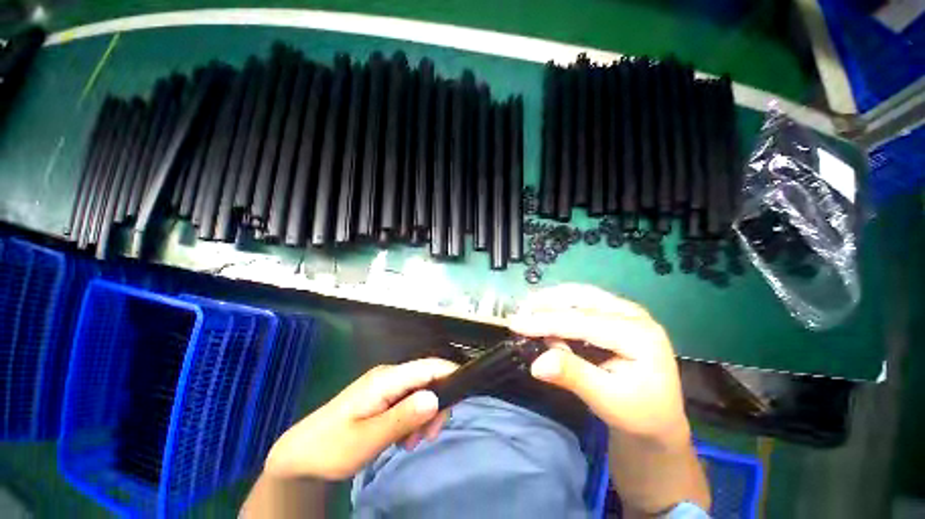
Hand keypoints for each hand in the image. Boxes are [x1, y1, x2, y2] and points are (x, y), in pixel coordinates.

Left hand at [263, 358, 456, 479]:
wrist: (301, 455)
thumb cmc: (331, 447)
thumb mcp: (367, 439)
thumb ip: (402, 417)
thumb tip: (435, 398)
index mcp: (386, 379)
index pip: (427, 366)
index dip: (449, 373)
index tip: (464, 395)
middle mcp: (389, 376)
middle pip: (427, 378)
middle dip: (436, 404)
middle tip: (429, 436)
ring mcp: (385, 386)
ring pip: (420, 391)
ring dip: (424, 415)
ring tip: (412, 442)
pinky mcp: (383, 397)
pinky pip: (408, 400)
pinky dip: (414, 417)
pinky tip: (404, 437)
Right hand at [509, 284, 687, 443]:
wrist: (658, 419)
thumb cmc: (638, 414)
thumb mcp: (608, 400)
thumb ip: (573, 376)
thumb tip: (537, 364)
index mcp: (639, 335)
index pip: (583, 321)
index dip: (546, 322)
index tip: (516, 323)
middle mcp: (633, 314)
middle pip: (581, 298)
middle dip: (546, 303)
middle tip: (518, 314)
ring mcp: (625, 310)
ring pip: (580, 294)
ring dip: (550, 300)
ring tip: (527, 310)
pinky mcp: (615, 313)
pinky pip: (582, 300)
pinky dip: (559, 304)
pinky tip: (545, 312)